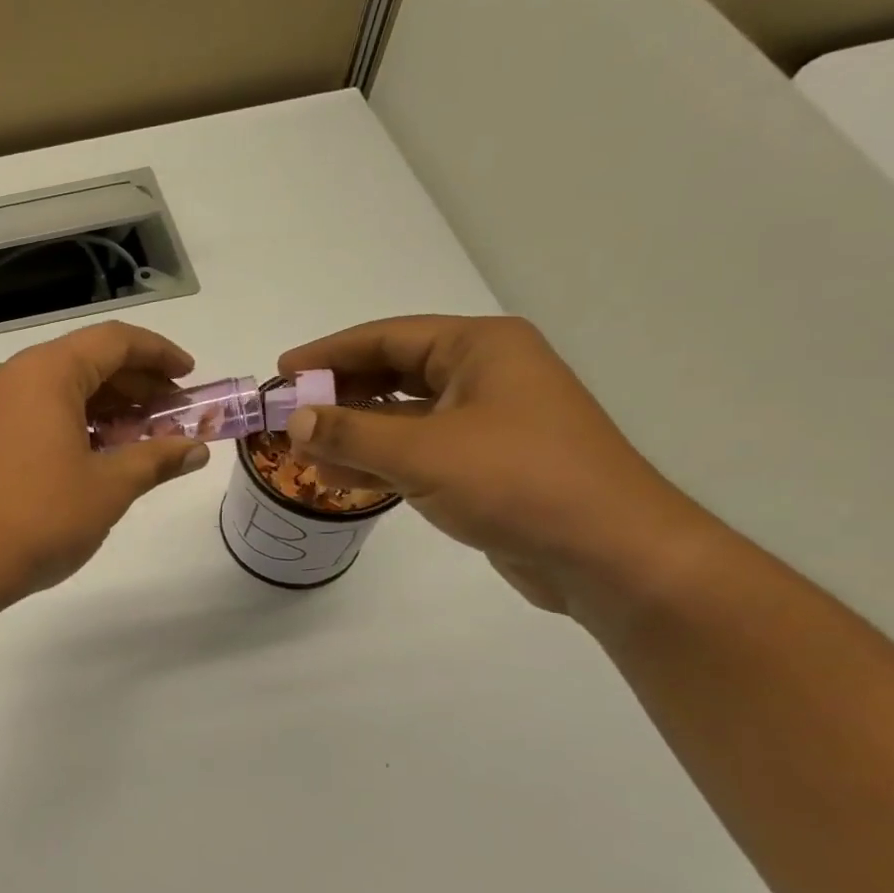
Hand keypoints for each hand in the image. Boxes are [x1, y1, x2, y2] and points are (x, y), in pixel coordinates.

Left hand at [0, 322, 210, 598]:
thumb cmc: (42, 516)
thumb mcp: (110, 487)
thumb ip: (157, 459)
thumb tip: (196, 451)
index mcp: (46, 372)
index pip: (114, 341)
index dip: (159, 354)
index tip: (191, 377)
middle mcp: (17, 376)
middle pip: (89, 361)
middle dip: (138, 384)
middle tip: (177, 414)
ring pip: (65, 388)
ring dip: (110, 406)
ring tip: (148, 437)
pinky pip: (43, 410)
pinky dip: (79, 422)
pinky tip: (106, 452)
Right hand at [278, 316, 719, 614]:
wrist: (610, 554)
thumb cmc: (518, 482)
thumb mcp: (423, 452)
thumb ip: (351, 433)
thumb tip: (295, 420)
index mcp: (480, 348)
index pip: (387, 337)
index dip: (330, 353)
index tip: (283, 371)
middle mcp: (486, 374)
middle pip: (394, 374)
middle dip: (340, 396)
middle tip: (290, 414)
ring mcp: (489, 421)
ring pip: (404, 416)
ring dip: (354, 433)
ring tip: (303, 451)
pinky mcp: (488, 463)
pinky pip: (419, 450)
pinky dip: (380, 461)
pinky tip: (340, 478)